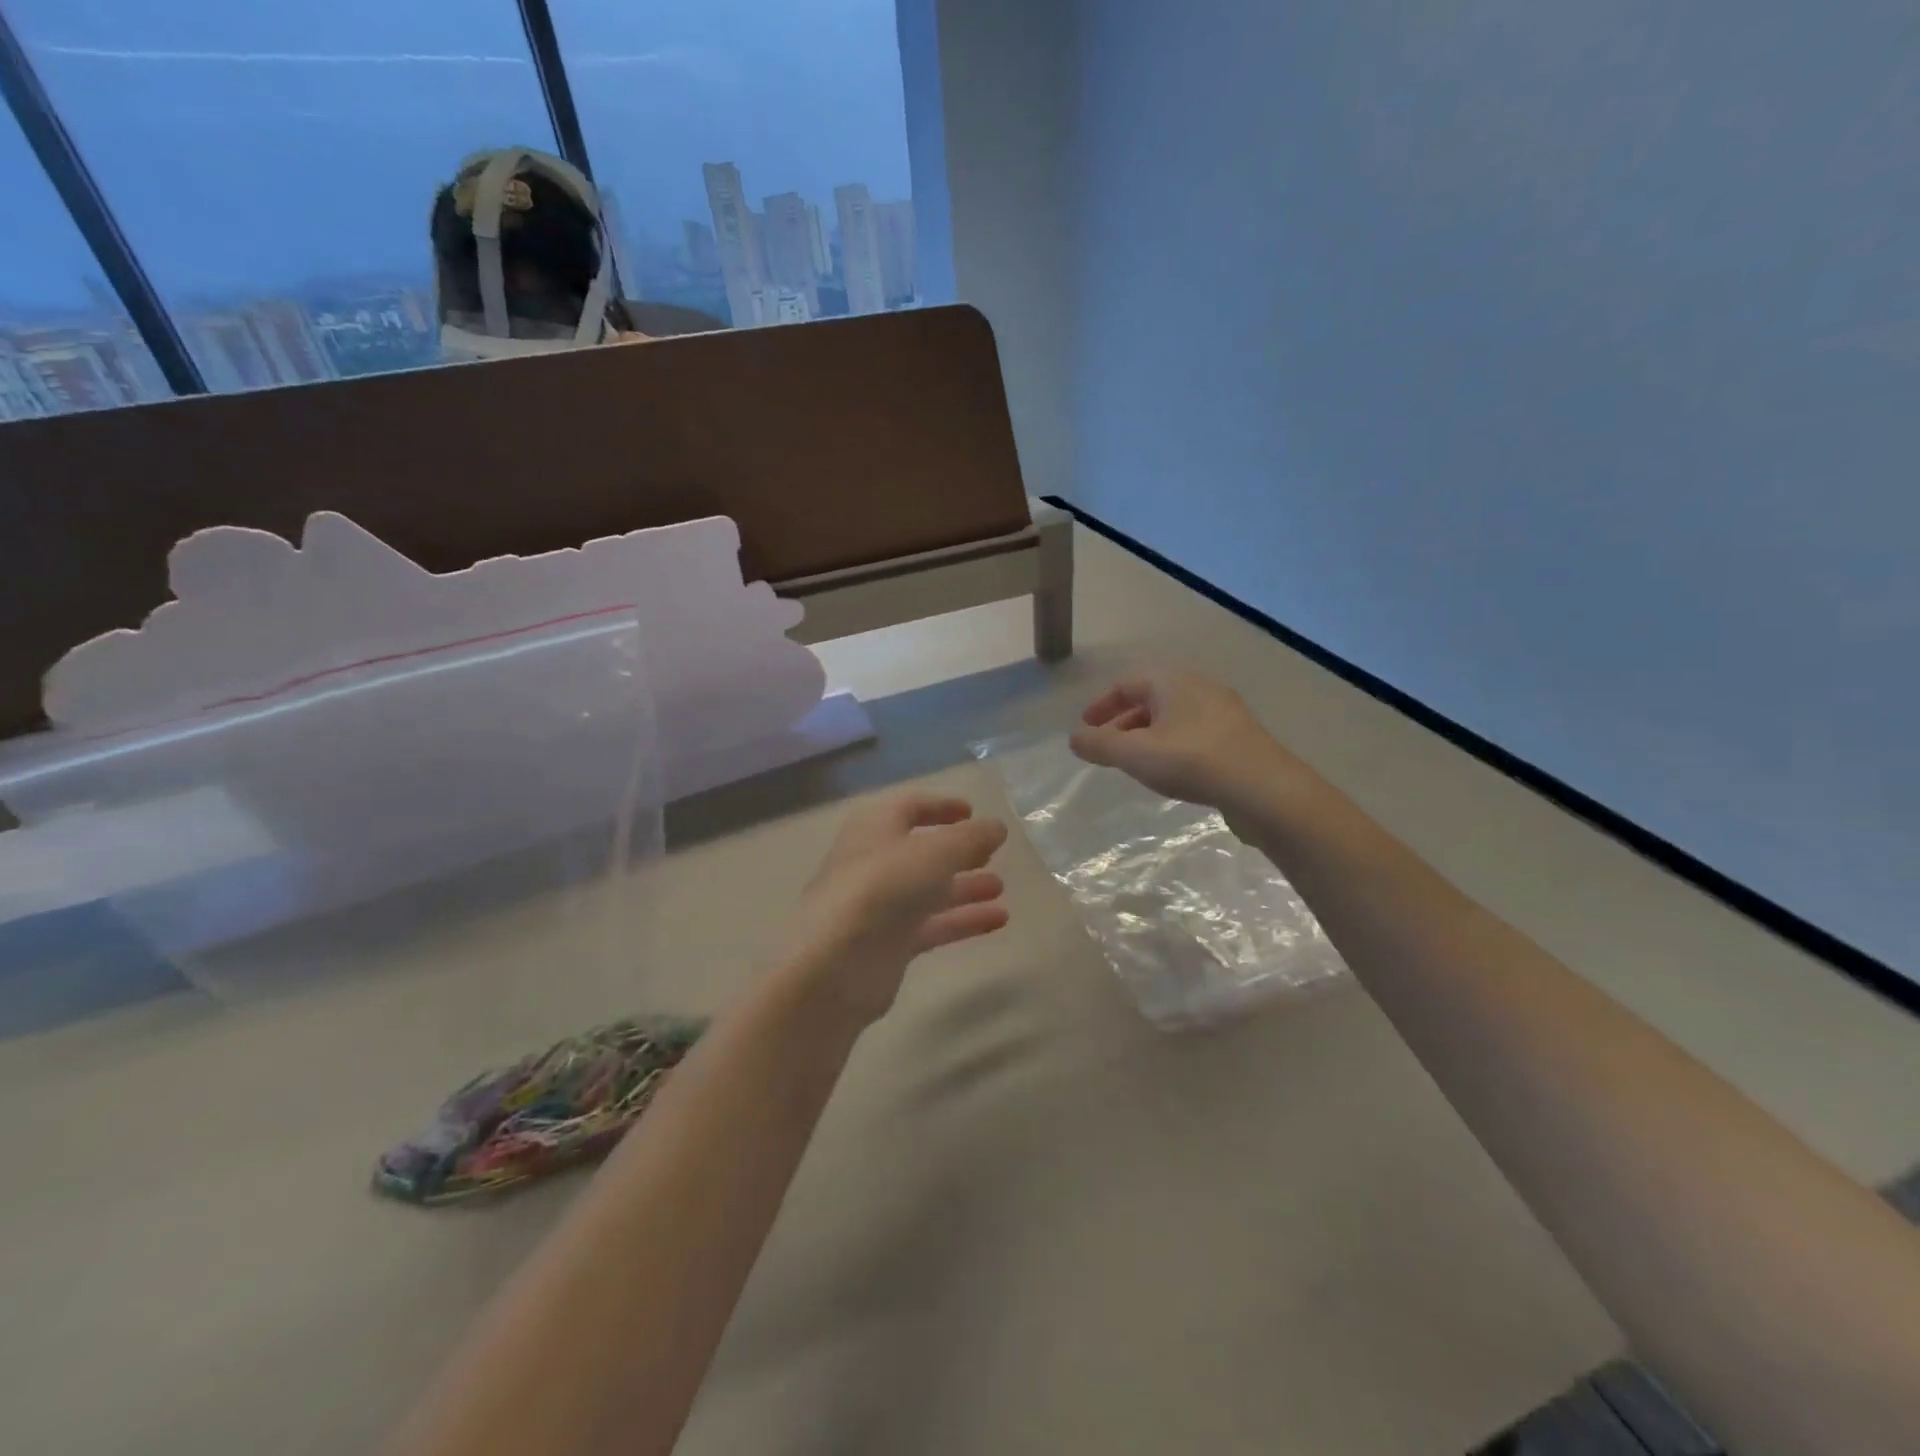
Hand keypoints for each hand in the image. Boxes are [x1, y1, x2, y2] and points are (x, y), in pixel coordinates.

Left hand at [777, 792, 1009, 1026]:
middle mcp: (874, 861)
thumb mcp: (937, 852)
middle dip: (956, 850)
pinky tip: (998, 920)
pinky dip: (962, 920)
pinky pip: (931, 925)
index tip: (971, 811)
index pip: (909, 806)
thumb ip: (971, 838)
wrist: (835, 964)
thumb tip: (997, 827)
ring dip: (964, 886)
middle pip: (920, 850)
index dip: (940, 806)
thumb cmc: (884, 887)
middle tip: (991, 853)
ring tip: (1001, 887)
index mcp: (875, 826)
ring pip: (927, 890)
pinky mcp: (888, 943)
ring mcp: (880, 905)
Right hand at [1070, 668, 1298, 812]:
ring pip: (1172, 717)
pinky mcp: (1238, 736)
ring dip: (1147, 735)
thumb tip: (1074, 738)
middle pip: (1150, 699)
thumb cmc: (1191, 760)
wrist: (1263, 788)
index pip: (1125, 684)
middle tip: (1106, 747)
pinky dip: (1171, 745)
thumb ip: (1099, 745)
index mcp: (1171, 681)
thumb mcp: (1134, 754)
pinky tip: (1169, 770)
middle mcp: (1198, 687)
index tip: (1085, 729)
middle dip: (1122, 722)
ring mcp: (1222, 711)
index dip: (1100, 706)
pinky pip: (1193, 732)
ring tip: (1134, 762)